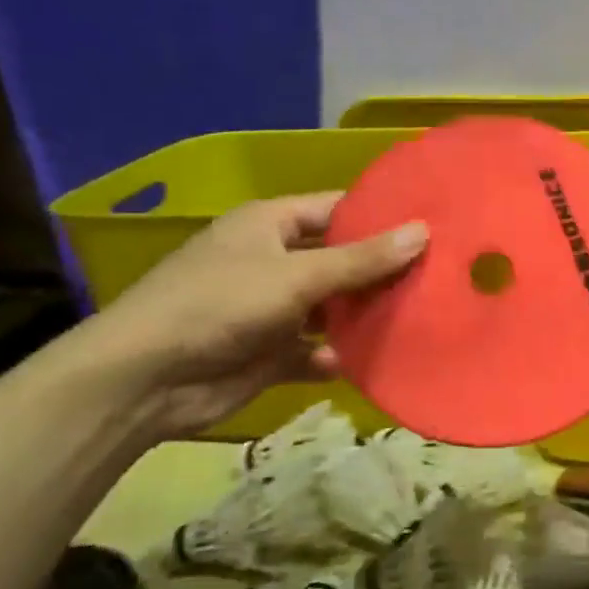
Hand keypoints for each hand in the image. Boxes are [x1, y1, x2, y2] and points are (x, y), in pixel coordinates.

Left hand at [77, 193, 425, 436]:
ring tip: (421, 318)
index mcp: (271, 224)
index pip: (338, 209)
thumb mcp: (297, 275)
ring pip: (334, 309)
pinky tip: (369, 362)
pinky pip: (319, 350)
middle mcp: (275, 261)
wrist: (146, 379)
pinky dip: (339, 356)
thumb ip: (362, 259)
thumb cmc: (220, 304)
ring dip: (366, 317)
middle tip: (442, 277)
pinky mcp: (273, 353)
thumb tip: (424, 231)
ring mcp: (274, 309)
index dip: (382, 216)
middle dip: (383, 272)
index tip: (433, 226)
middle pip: (342, 261)